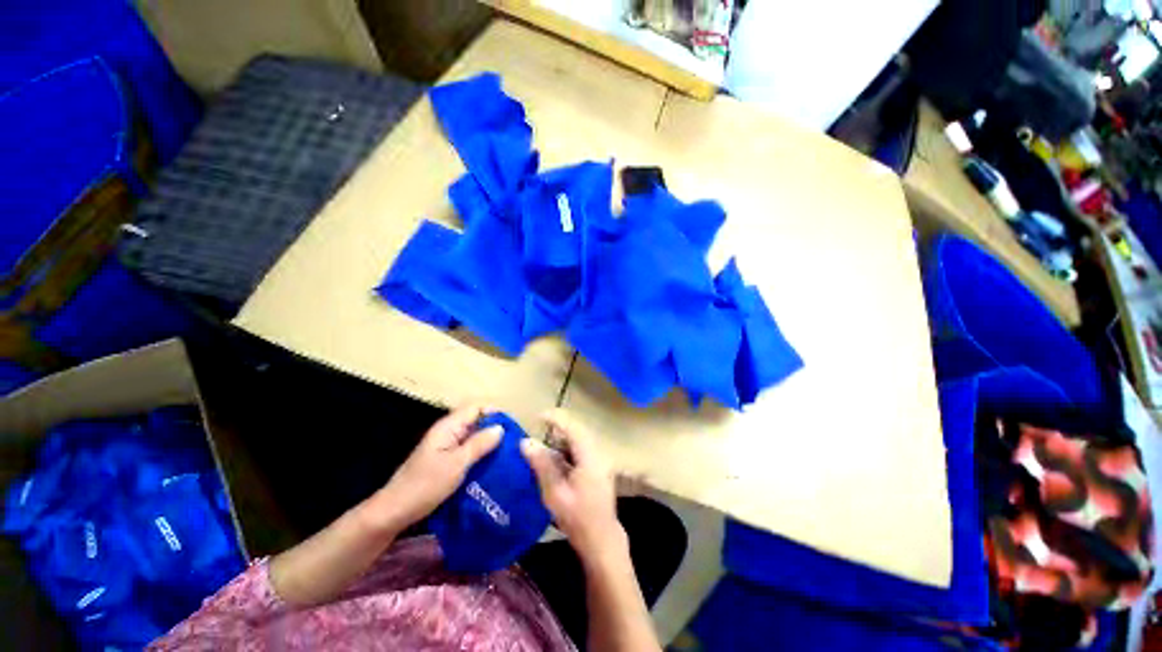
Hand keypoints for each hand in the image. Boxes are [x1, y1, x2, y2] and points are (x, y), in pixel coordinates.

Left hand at [369, 403, 503, 532]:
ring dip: (489, 443)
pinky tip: (492, 465)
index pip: (476, 407)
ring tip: (508, 454)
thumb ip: (479, 444)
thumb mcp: (457, 464)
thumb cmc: (425, 486)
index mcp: (449, 426)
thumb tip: (501, 428)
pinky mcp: (446, 460)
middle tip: (513, 442)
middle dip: (494, 428)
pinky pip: (468, 450)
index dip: (495, 413)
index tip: (512, 427)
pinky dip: (480, 454)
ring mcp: (446, 446)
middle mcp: (448, 431)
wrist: (394, 512)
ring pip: (473, 436)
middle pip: (476, 420)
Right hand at [520, 410, 625, 564]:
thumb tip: (526, 442)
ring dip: (564, 437)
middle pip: (578, 430)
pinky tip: (557, 457)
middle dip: (559, 427)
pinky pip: (583, 448)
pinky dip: (569, 448)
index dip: (556, 419)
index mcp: (591, 457)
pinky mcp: (599, 466)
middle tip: (540, 427)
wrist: (601, 539)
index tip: (538, 417)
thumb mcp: (555, 493)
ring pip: (581, 438)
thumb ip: (542, 464)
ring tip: (545, 442)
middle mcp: (599, 453)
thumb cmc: (577, 518)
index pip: (573, 428)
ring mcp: (601, 459)